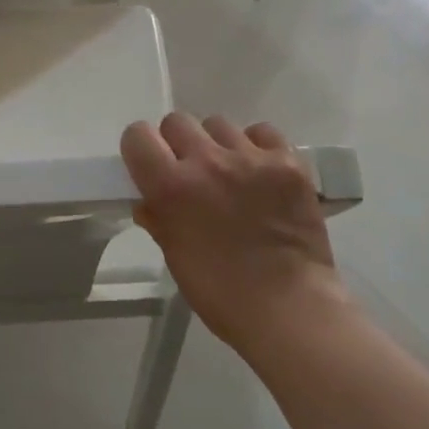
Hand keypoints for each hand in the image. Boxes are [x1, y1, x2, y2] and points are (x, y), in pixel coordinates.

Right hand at [122, 114, 346, 358]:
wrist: (290, 307)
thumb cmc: (221, 292)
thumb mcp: (174, 256)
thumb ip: (157, 218)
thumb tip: (148, 200)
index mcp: (171, 186)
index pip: (138, 136)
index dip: (140, 148)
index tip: (149, 164)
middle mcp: (207, 161)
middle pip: (177, 122)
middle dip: (177, 143)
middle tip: (190, 171)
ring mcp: (251, 158)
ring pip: (219, 124)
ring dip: (217, 144)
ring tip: (230, 172)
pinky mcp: (287, 161)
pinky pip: (262, 133)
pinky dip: (256, 147)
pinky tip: (260, 172)